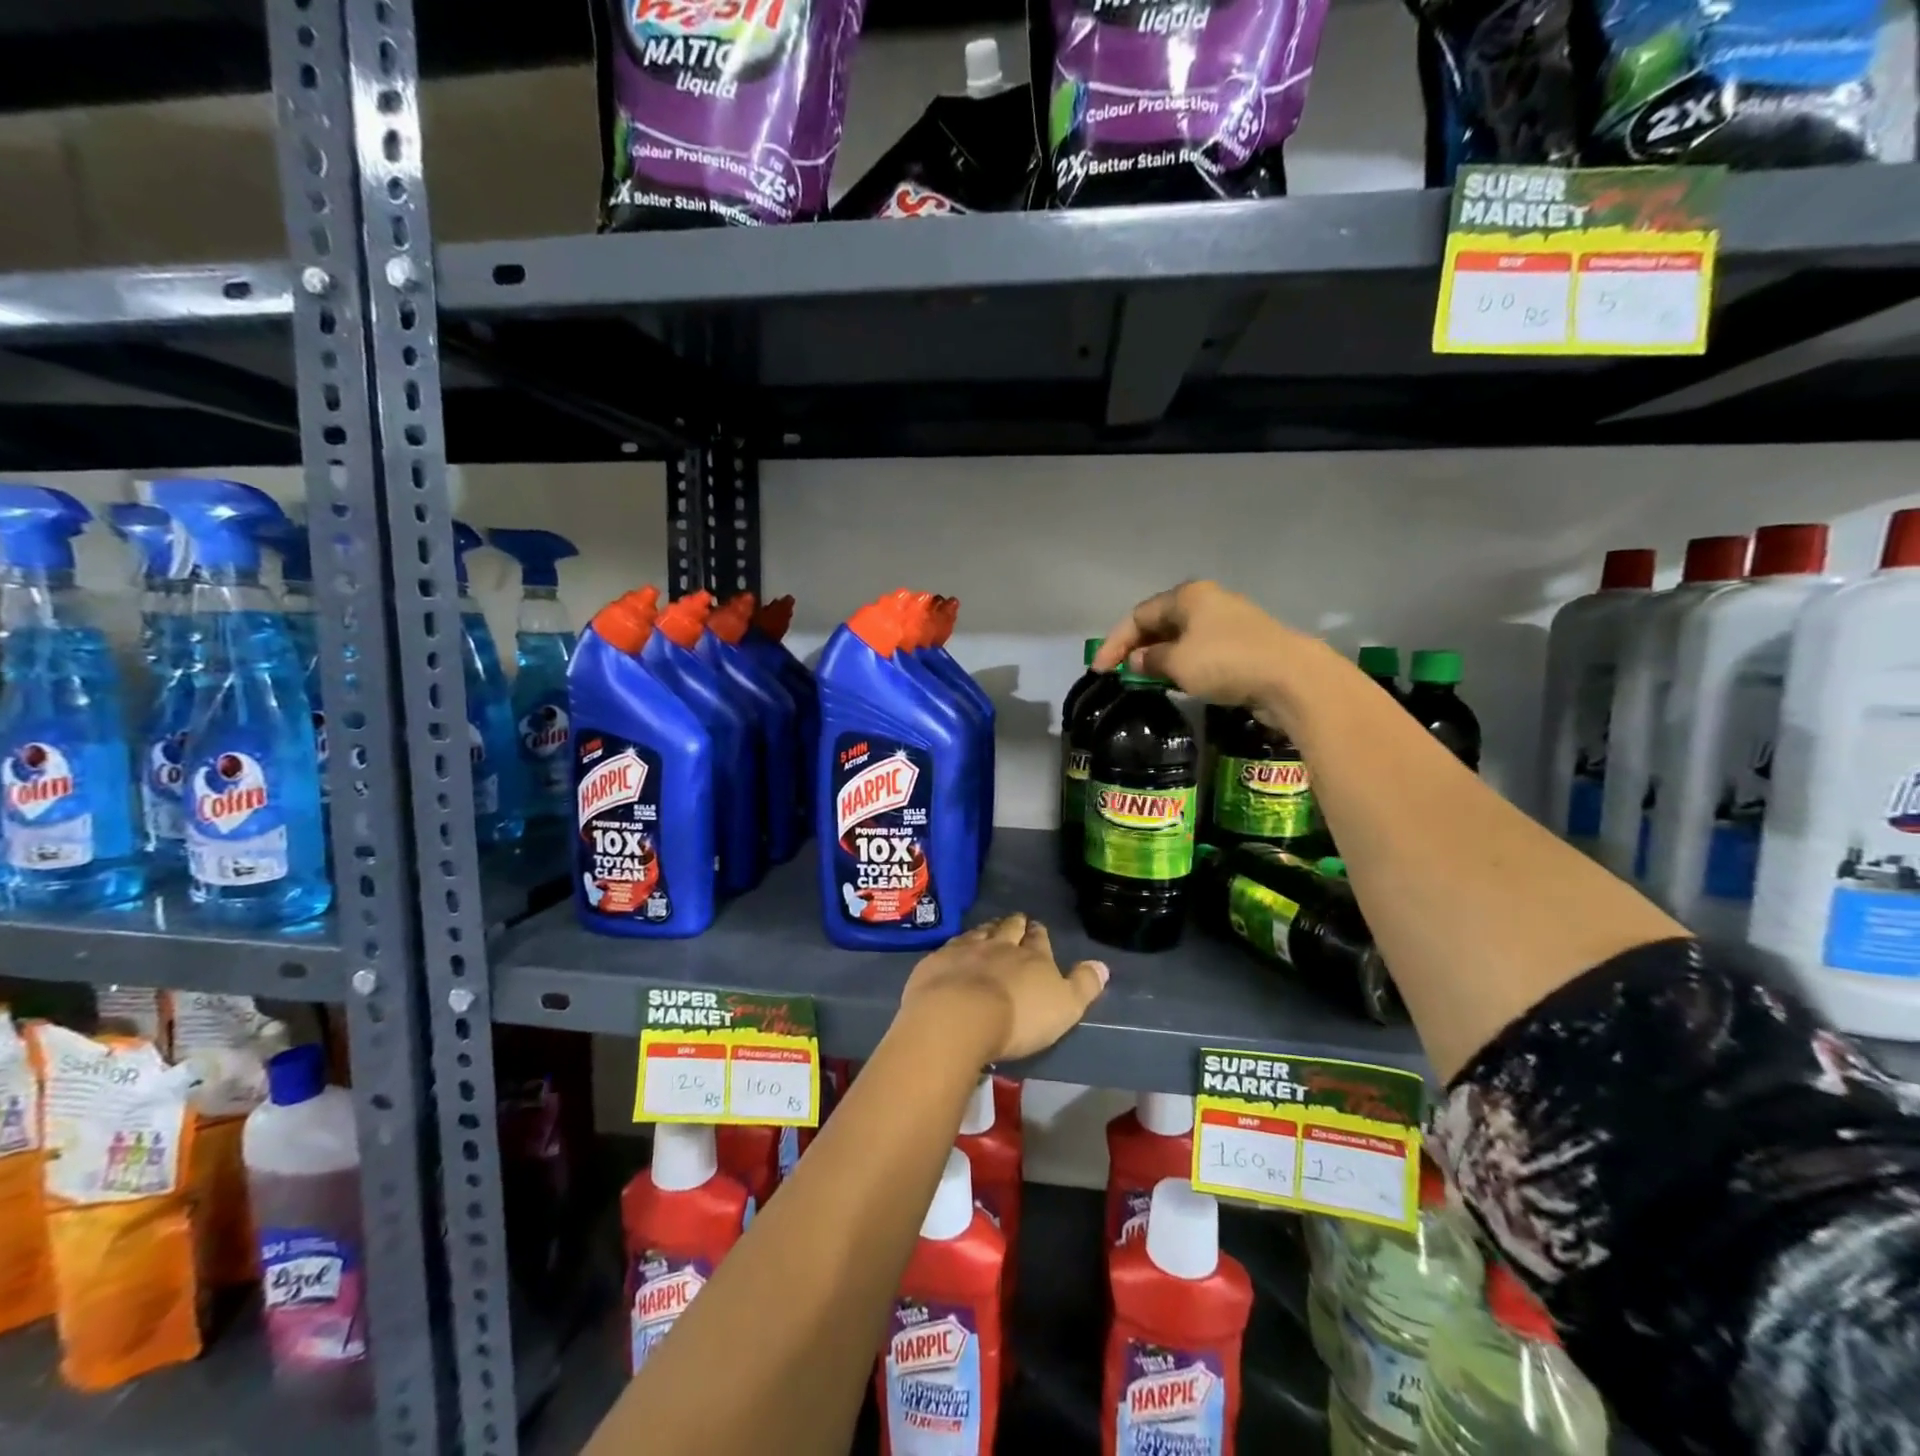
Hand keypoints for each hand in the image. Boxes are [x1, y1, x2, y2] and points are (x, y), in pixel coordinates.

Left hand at [899, 914, 1108, 1062]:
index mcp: (1033, 956)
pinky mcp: (938, 961)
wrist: (959, 1016)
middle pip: (1009, 928)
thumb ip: (1084, 985)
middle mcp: (1000, 945)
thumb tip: (1102, 965)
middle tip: (1016, 922)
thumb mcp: (1064, 1008)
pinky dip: (956, 946)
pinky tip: (954, 950)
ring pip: (979, 933)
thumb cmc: (1019, 1018)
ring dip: (986, 930)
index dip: (1039, 933)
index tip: (1038, 928)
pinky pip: (950, 947)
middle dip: (1014, 924)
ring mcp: (965, 950)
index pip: (1039, 939)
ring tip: (989, 929)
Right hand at [1093, 580, 1313, 725]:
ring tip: (1143, 681)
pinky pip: (1200, 651)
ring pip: (1181, 638)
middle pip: (1160, 623)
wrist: (1291, 678)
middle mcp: (1207, 602)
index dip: (1115, 643)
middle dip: (1136, 648)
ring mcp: (1228, 623)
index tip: (1100, 671)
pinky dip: (1182, 665)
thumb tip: (1136, 660)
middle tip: (1119, 675)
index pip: (1138, 615)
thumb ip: (1150, 660)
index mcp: (1188, 596)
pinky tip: (1176, 682)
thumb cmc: (1225, 662)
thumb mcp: (1178, 663)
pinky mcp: (1243, 645)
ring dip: (1159, 658)